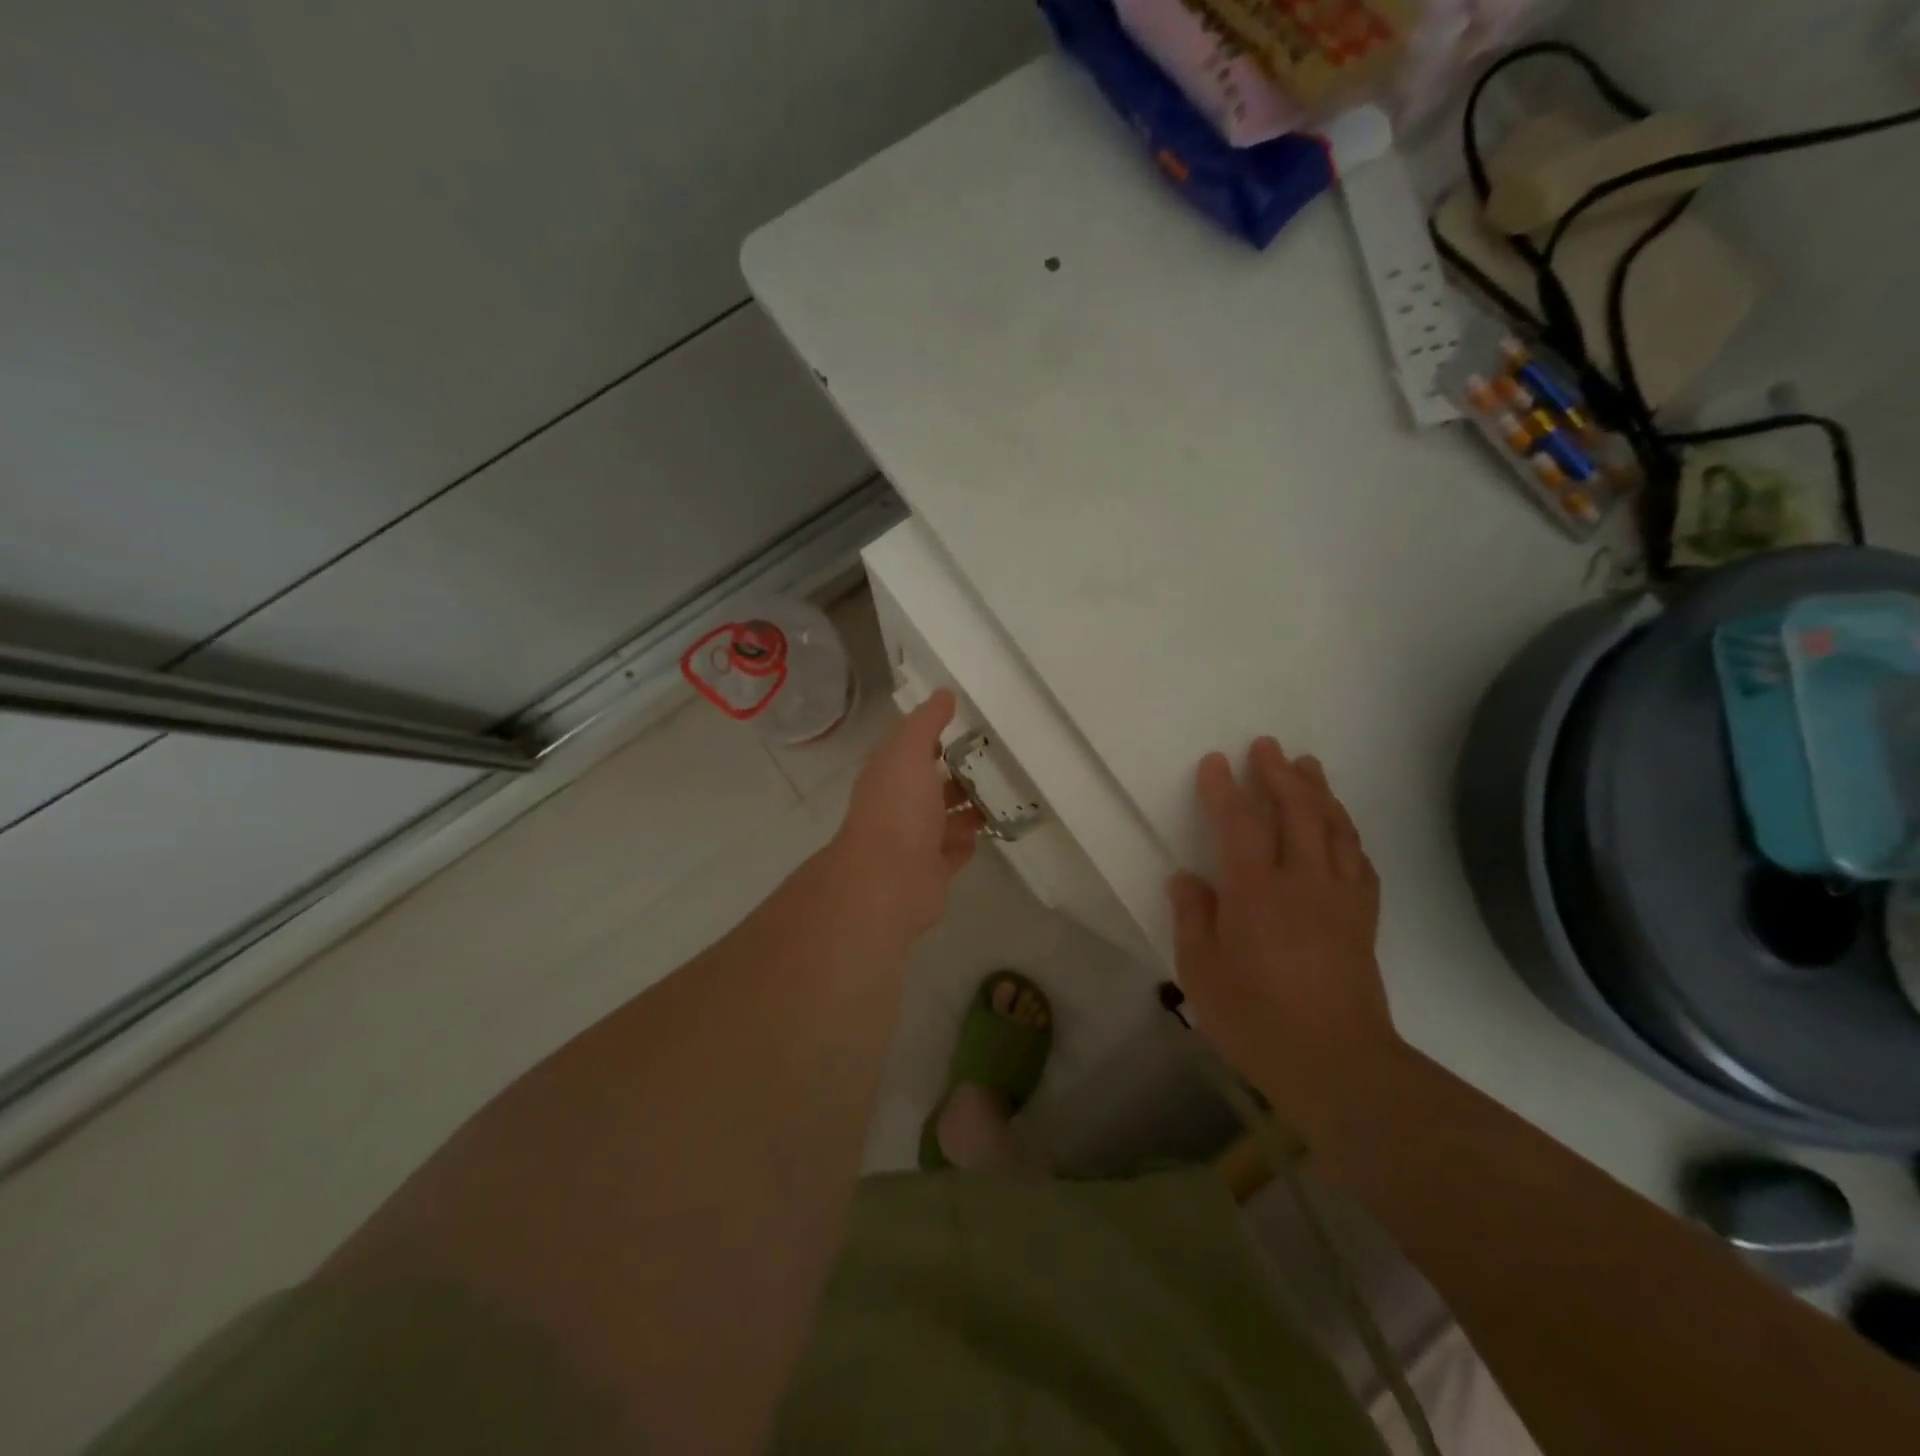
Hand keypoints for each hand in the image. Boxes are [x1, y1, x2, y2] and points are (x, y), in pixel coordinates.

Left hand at [827, 690, 983, 942]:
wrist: (890, 880)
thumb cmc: (898, 808)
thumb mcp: (909, 752)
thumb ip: (927, 723)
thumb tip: (944, 692)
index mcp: (888, 775)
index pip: (909, 750)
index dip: (932, 738)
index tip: (965, 727)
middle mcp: (899, 806)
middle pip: (930, 785)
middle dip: (956, 773)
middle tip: (996, 759)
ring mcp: (915, 841)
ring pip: (945, 818)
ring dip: (968, 806)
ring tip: (1004, 791)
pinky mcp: (933, 871)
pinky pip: (955, 850)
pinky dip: (969, 840)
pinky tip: (992, 827)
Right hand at [1168, 738, 1402, 1140]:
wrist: (1339, 1066)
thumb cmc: (1257, 1021)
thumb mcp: (1202, 975)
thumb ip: (1193, 919)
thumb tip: (1186, 879)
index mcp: (1256, 894)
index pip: (1240, 826)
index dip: (1225, 790)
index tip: (1215, 762)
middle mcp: (1303, 883)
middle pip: (1296, 813)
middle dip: (1279, 774)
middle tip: (1266, 746)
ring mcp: (1340, 899)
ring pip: (1334, 829)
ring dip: (1319, 792)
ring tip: (1308, 766)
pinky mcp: (1363, 919)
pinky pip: (1360, 862)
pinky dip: (1349, 834)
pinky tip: (1342, 827)